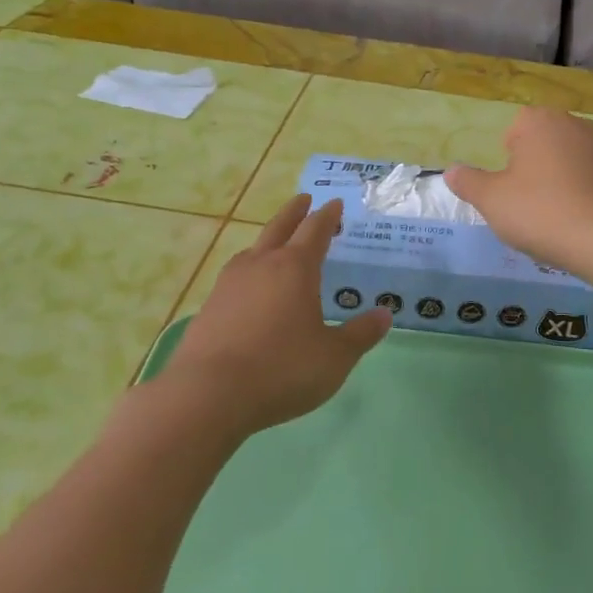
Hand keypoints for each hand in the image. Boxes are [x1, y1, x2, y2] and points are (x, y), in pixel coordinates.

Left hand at [160, 195, 390, 438]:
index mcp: (295, 268)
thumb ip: (360, 334)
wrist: (208, 394)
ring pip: (252, 251)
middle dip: (294, 212)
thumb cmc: (282, 369)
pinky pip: (235, 278)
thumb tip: (384, 314)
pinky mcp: (208, 307)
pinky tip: (249, 291)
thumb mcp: (334, 357)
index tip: (334, 203)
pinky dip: (249, 273)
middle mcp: (261, 265)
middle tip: (304, 199)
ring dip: (268, 242)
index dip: (327, 215)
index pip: (315, 230)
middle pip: (279, 228)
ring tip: (276, 246)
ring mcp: (229, 284)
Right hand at [446, 108, 592, 273]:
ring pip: (565, 159)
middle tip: (524, 200)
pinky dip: (578, 191)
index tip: (508, 186)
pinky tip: (573, 218)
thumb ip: (468, 182)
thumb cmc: (539, 211)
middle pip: (541, 141)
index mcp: (539, 121)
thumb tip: (451, 171)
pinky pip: (587, 177)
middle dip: (531, 165)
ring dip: (555, 178)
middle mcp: (573, 124)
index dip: (507, 157)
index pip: (514, 128)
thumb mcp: (491, 199)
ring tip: (549, 213)